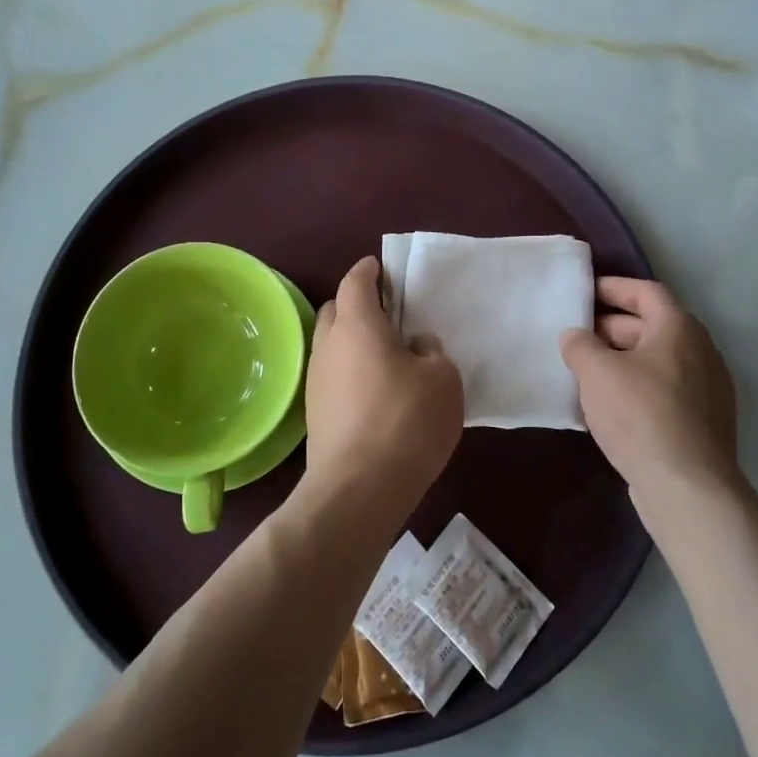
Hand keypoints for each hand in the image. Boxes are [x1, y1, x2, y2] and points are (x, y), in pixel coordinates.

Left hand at [305, 257, 464, 511]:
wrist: (358, 489)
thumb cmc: (406, 421)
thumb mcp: (442, 379)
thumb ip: (431, 352)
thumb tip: (414, 346)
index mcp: (357, 325)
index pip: (355, 282)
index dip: (368, 270)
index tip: (381, 267)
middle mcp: (329, 346)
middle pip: (335, 310)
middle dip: (356, 304)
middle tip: (388, 315)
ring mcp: (316, 382)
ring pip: (332, 345)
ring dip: (353, 342)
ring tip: (387, 357)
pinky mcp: (315, 414)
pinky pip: (333, 376)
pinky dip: (350, 372)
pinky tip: (376, 392)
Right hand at [560, 277, 738, 497]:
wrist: (687, 487)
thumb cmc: (640, 414)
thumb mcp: (596, 371)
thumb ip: (580, 345)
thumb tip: (575, 336)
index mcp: (679, 328)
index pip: (646, 292)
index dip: (614, 288)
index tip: (585, 292)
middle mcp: (701, 351)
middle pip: (652, 326)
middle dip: (612, 327)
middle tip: (577, 335)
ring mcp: (708, 390)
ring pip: (658, 361)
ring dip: (623, 360)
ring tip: (586, 370)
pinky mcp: (704, 423)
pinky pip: (665, 391)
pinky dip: (637, 387)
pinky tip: (609, 406)